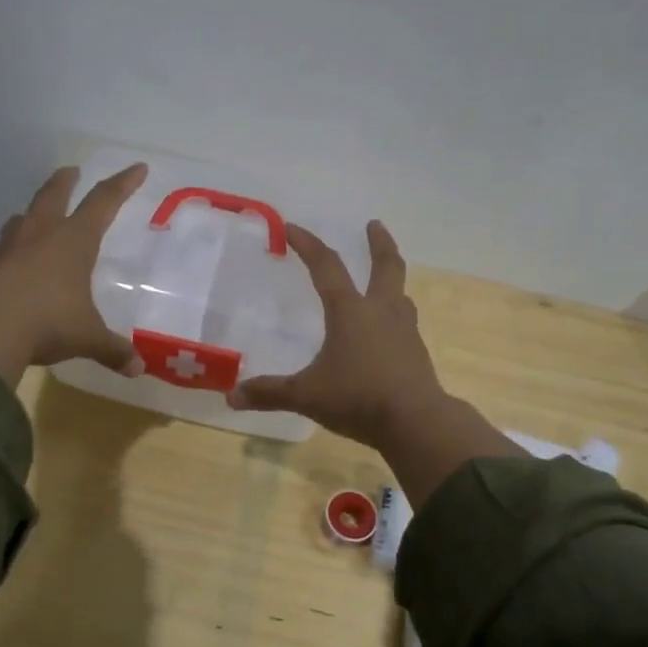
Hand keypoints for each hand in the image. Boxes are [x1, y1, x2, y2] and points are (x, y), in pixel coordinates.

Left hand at [0, 163, 147, 387]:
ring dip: (34, 210)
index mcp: (74, 240)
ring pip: (24, 216)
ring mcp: (10, 247)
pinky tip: (14, 258)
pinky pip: (4, 246)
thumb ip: (112, 350)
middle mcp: (42, 234)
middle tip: (72, 170)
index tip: (137, 168)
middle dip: (66, 180)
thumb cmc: (47, 322)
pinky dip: (13, 244)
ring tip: (37, 214)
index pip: (104, 201)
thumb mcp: (87, 337)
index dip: (123, 184)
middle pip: (55, 194)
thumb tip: (137, 369)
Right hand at [227, 221, 445, 445]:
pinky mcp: (416, 352)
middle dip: (379, 243)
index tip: (292, 227)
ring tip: (384, 278)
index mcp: (350, 311)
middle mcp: (381, 311)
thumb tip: (231, 397)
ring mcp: (404, 330)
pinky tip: (389, 330)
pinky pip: (405, 322)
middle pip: (386, 266)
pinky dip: (396, 314)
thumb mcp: (307, 395)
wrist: (416, 422)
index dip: (307, 244)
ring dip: (391, 279)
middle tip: (374, 224)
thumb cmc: (358, 398)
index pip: (326, 266)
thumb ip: (270, 393)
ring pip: (400, 293)